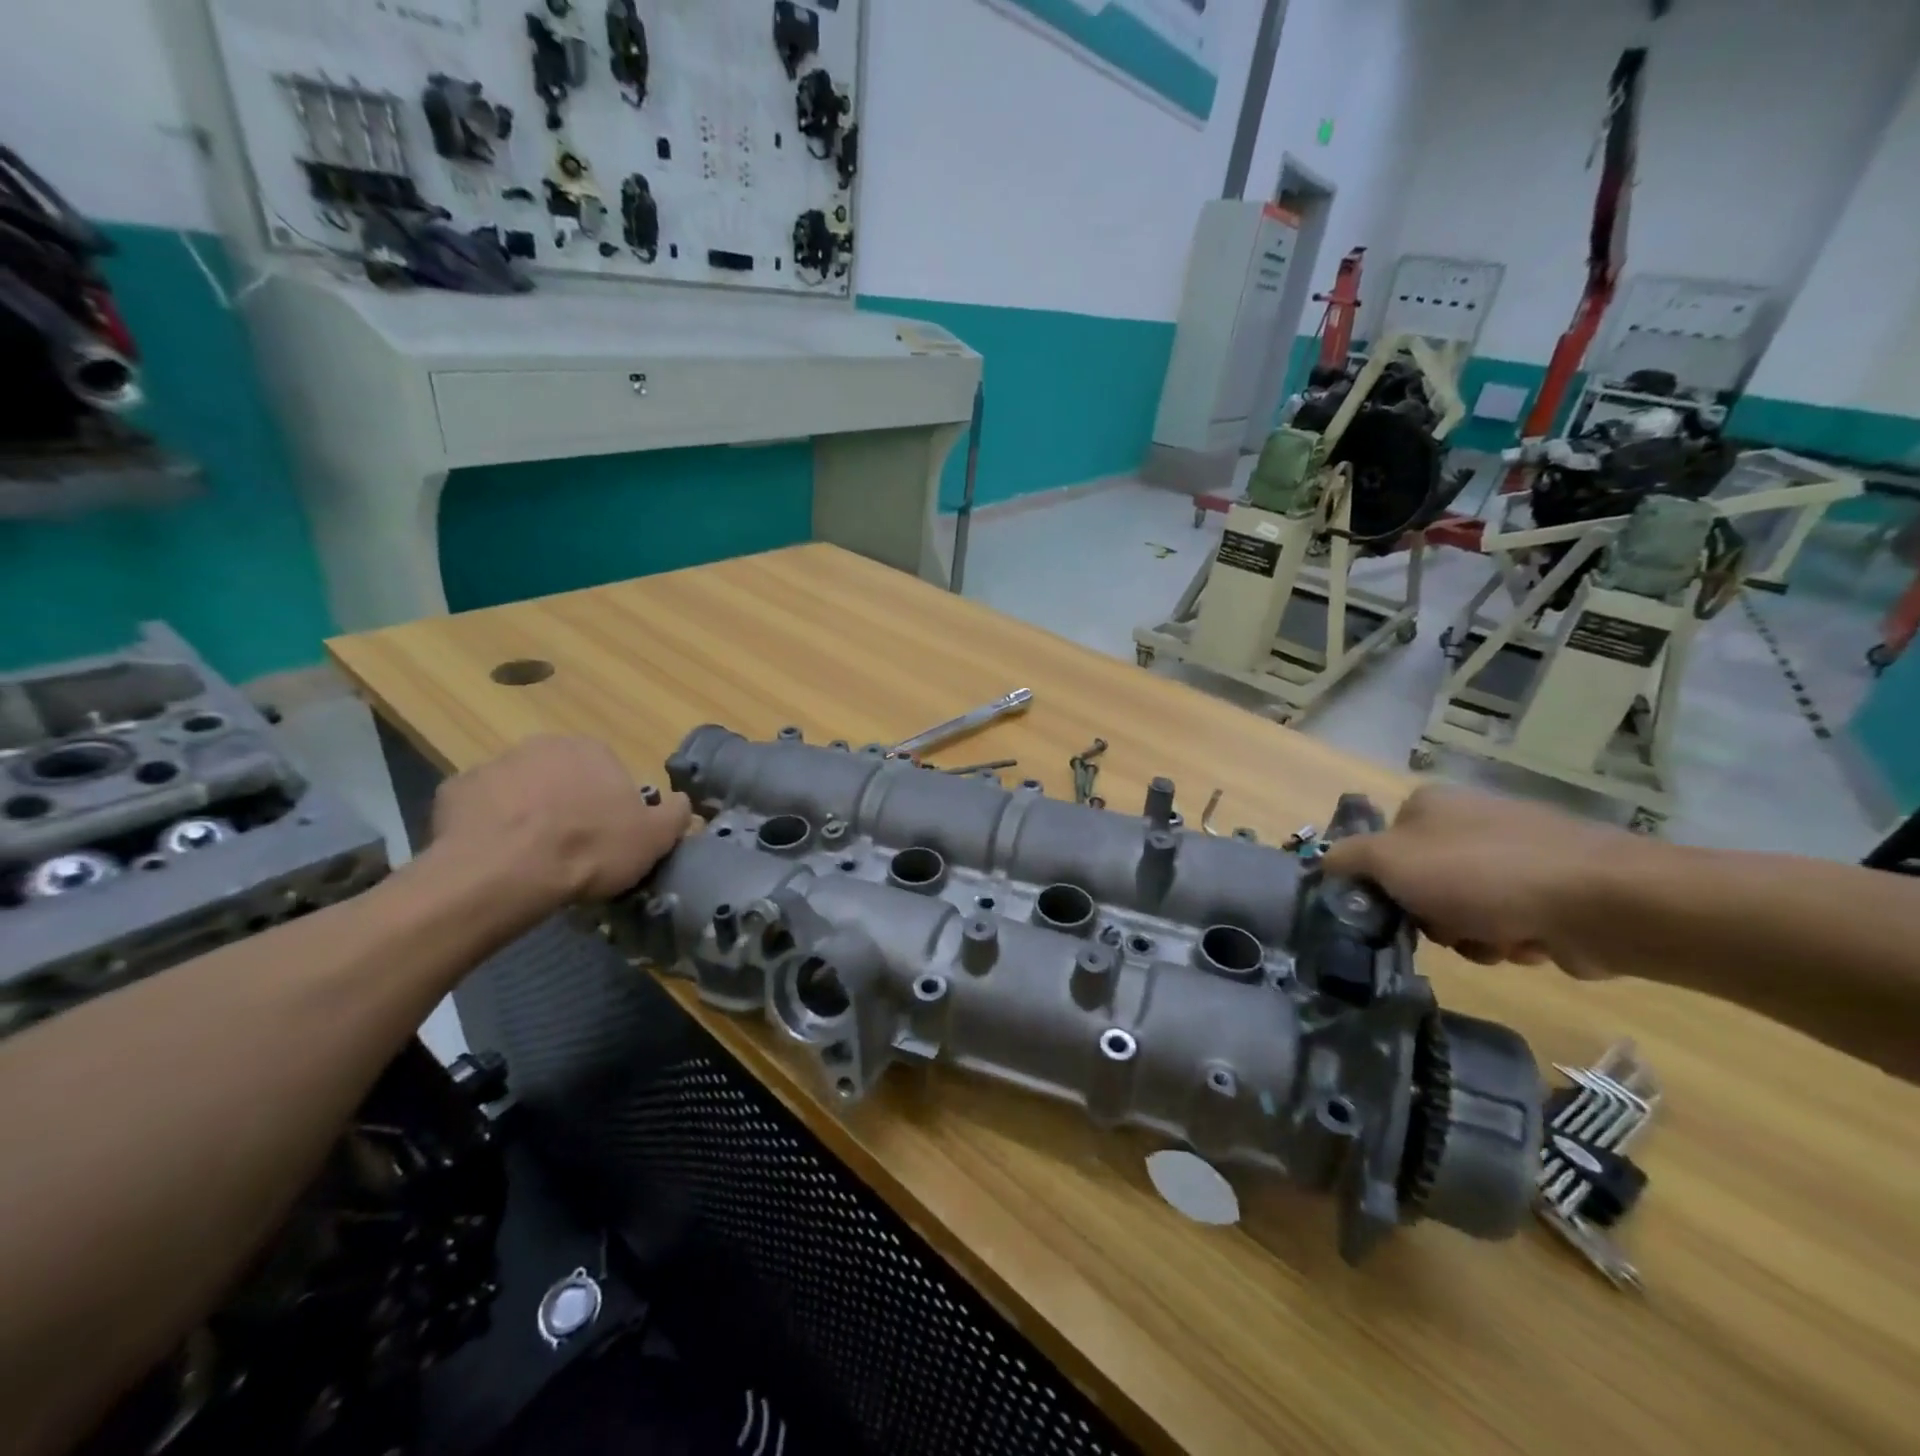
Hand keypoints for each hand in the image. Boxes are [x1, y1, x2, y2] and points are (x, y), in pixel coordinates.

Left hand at [430, 735, 690, 909]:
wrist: (505, 872)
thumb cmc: (589, 848)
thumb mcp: (654, 837)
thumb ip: (675, 814)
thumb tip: (681, 802)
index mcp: (591, 749)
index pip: (609, 772)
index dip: (611, 806)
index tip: (609, 837)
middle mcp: (542, 745)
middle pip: (563, 776)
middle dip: (568, 804)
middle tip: (573, 847)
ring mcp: (494, 765)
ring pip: (521, 791)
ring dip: (528, 813)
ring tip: (532, 857)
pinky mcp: (454, 792)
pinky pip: (481, 809)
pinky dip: (490, 827)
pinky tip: (498, 856)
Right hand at [1320, 786, 1631, 973]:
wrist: (1604, 902)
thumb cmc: (1482, 875)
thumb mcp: (1391, 861)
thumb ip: (1347, 860)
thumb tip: (1323, 863)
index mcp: (1428, 805)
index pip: (1379, 850)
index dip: (1381, 886)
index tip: (1393, 910)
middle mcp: (1468, 821)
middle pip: (1419, 884)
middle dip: (1431, 917)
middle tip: (1446, 928)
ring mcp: (1514, 853)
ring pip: (1461, 910)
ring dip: (1470, 936)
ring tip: (1496, 939)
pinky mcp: (1553, 888)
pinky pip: (1507, 922)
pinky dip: (1510, 939)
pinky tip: (1528, 942)